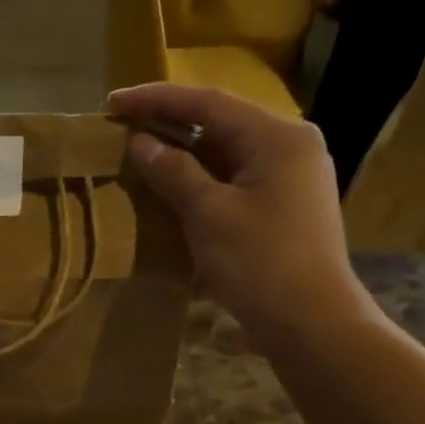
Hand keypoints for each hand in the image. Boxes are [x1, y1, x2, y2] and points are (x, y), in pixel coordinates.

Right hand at [108, 84, 373, 336]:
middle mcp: (290, 146)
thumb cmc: (259, 263)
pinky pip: (236, 179)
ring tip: (142, 153)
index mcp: (277, 136)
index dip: (157, 100)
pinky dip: (203, 179)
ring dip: (185, 153)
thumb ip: (175, 173)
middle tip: (125, 126)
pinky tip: (174, 188)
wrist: (310, 322)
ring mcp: (291, 178)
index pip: (209, 104)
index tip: (114, 102)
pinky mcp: (285, 207)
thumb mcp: (209, 215)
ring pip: (228, 153)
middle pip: (221, 123)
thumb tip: (141, 143)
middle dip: (171, 123)